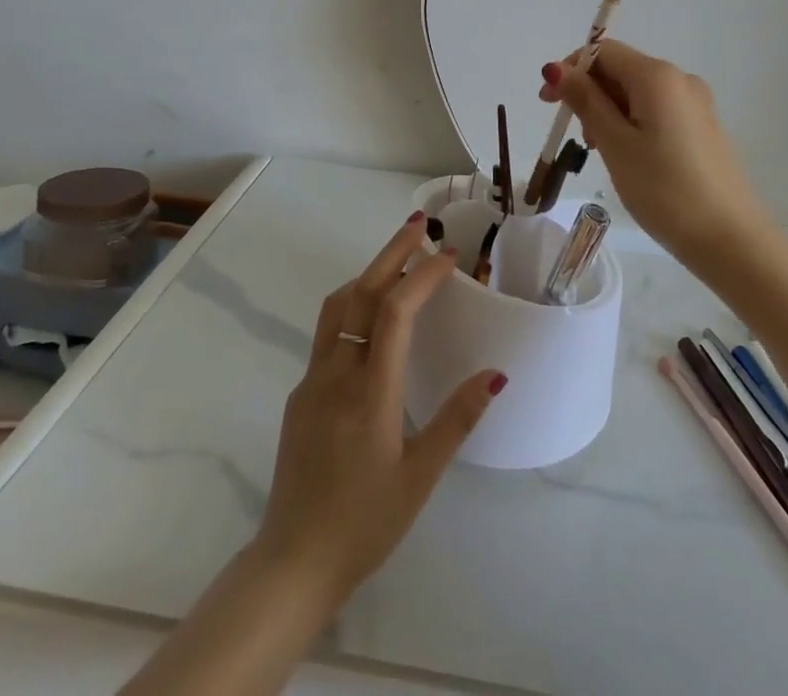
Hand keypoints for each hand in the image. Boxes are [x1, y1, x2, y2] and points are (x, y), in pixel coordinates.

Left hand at [252, 215, 505, 609]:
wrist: (292, 563)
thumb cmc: (365, 524)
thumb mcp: (420, 478)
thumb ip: (457, 420)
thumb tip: (495, 374)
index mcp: (370, 392)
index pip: (395, 313)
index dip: (422, 277)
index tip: (449, 254)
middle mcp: (337, 373)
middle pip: (362, 293)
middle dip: (392, 252)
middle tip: (419, 224)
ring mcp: (313, 381)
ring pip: (338, 306)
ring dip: (369, 273)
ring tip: (398, 260)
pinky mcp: (301, 394)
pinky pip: (328, 331)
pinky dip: (354, 304)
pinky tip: (372, 318)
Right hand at [540, 40, 773, 268]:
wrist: (732, 240)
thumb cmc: (664, 189)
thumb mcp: (615, 144)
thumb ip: (585, 101)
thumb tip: (556, 69)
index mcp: (657, 75)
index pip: (603, 52)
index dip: (570, 70)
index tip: (548, 105)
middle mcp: (680, 79)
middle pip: (621, 70)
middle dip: (589, 94)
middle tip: (575, 136)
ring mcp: (696, 103)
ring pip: (637, 93)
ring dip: (609, 111)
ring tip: (601, 152)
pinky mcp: (703, 127)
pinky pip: (657, 110)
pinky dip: (632, 123)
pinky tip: (628, 156)